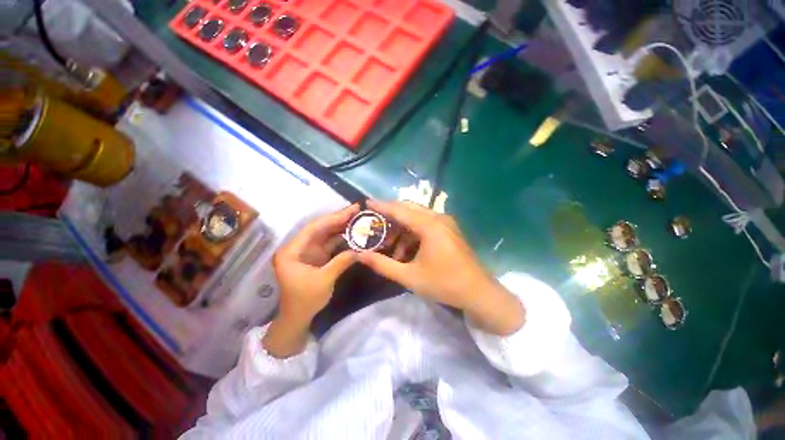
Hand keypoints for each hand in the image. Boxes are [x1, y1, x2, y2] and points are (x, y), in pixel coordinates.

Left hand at [264, 204, 358, 357]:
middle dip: (338, 218)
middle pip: (320, 228)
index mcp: (292, 251)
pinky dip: (341, 237)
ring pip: (325, 234)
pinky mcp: (316, 256)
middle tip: (356, 210)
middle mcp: (298, 247)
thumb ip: (341, 262)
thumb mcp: (324, 280)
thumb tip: (360, 250)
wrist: (297, 317)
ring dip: (341, 226)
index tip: (350, 210)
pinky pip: (329, 243)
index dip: (332, 218)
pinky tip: (352, 231)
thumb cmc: (305, 300)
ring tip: (357, 217)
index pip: (313, 228)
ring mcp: (307, 251)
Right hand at [357, 200, 523, 334]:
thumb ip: (383, 264)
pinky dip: (413, 234)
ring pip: (417, 217)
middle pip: (408, 209)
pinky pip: (426, 224)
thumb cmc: (444, 284)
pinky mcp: (449, 229)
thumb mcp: (409, 276)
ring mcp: (446, 223)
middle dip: (391, 217)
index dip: (382, 206)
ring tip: (391, 248)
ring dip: (402, 229)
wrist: (479, 293)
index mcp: (429, 226)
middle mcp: (438, 218)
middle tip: (375, 227)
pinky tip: (407, 251)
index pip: (400, 210)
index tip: (367, 202)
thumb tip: (359, 255)